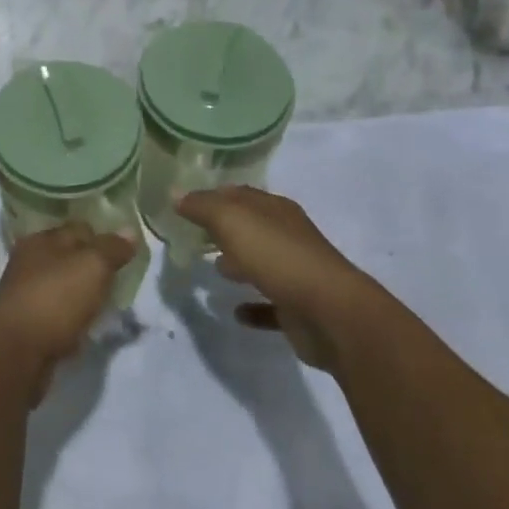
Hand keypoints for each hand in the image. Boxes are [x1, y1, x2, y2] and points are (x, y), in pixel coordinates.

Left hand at [0, 225, 132, 399]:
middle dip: (92, 265)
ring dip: (82, 293)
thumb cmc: (55, 298)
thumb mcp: (91, 266)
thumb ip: (111, 248)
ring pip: (63, 286)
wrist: (16, 353)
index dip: (102, 236)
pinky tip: (88, 325)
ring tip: (109, 302)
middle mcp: (30, 261)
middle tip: (121, 277)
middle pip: (69, 257)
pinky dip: (72, 317)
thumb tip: (130, 230)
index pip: (78, 229)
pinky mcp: (28, 325)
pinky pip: (58, 313)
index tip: (126, 249)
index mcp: (41, 239)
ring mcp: (26, 294)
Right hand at [176, 186, 378, 370]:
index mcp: (275, 209)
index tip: (184, 203)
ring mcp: (295, 272)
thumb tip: (175, 194)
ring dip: (238, 264)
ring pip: (260, 262)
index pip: (239, 194)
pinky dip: (253, 307)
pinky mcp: (298, 309)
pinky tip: (235, 313)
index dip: (212, 195)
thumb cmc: (279, 257)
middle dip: (223, 229)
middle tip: (193, 235)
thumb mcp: (232, 221)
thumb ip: (202, 206)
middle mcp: (287, 236)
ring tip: (211, 269)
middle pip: (250, 227)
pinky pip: (270, 305)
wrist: (333, 315)